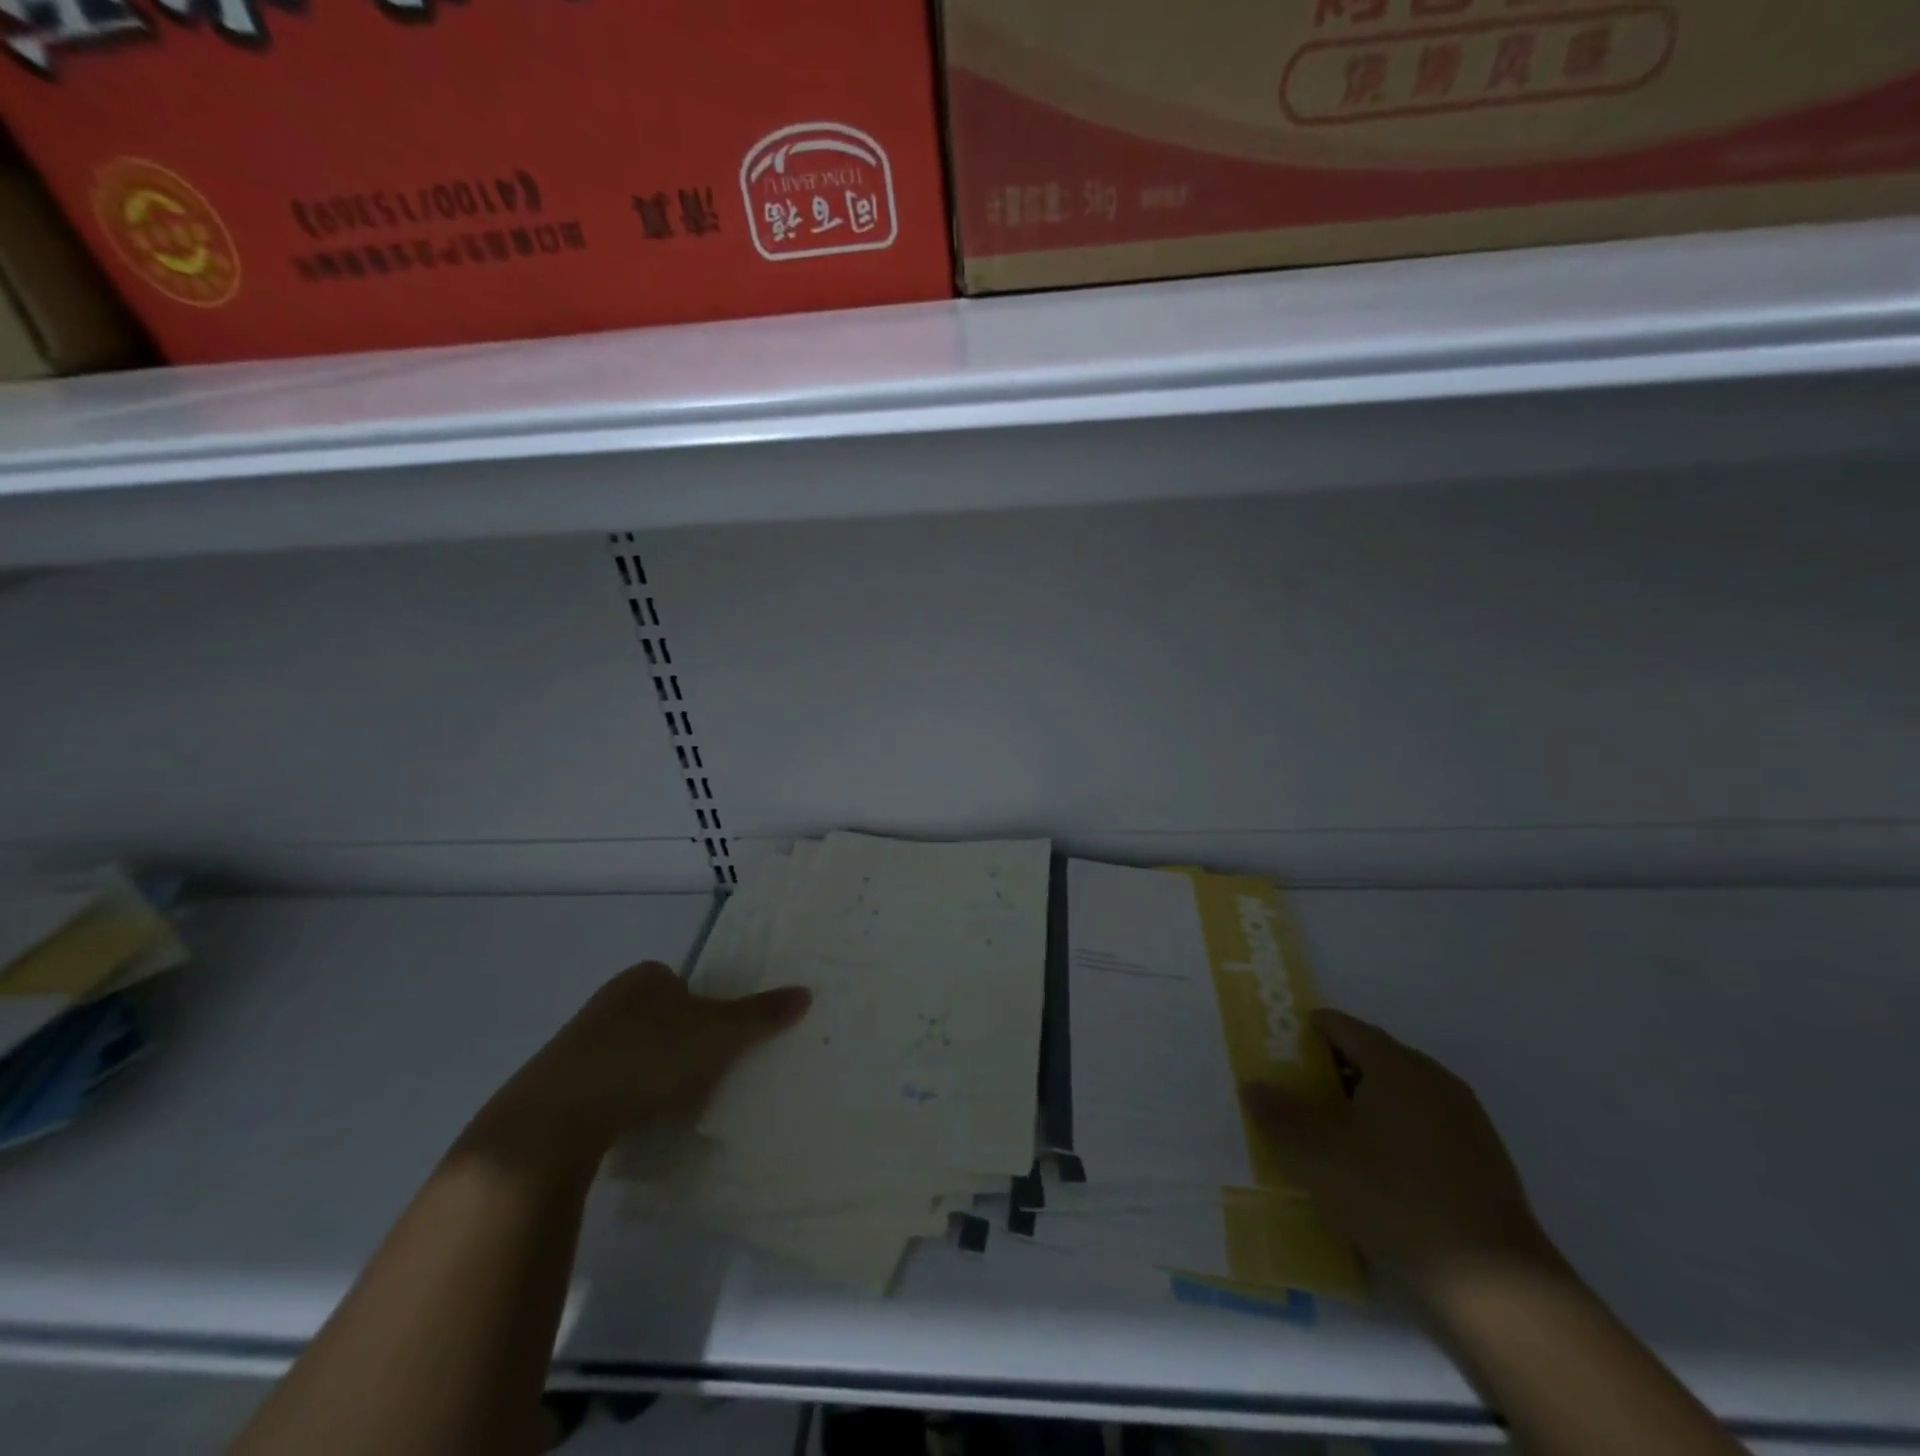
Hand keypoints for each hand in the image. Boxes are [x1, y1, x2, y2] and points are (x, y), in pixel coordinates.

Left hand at [462, 962, 810, 1173]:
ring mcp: (578, 1044)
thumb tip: (807, 991)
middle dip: (681, 1042)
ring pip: (633, 1051)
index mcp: (644, 978)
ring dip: (652, 1072)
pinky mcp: (558, 1087)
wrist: (553, 1122)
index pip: (685, 983)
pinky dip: (625, 1099)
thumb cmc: (645, 1059)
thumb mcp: (717, 1035)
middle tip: (705, 1074)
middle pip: (661, 1017)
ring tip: (673, 1104)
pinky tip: (636, 1123)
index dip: (708, 1010)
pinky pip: (607, 1084)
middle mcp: (609, 1001)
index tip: (720, 1043)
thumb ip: (761, 1015)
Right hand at [1244, 1009, 1558, 1308]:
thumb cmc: (1395, 1201)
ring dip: (1362, 1106)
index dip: (1305, 1033)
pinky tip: (1374, 1175)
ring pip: (1399, 1096)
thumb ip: (1280, 1117)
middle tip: (1294, 1095)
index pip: (1342, 1026)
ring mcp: (1465, 1122)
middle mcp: (1434, 1080)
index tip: (1276, 1051)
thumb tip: (1253, 1085)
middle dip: (1330, 1071)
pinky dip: (1392, 1136)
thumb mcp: (1318, 1158)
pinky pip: (1423, 1130)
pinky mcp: (1483, 1164)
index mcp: (1396, 1065)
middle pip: (1372, 1057)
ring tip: (1328, 1138)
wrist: (1498, 1292)